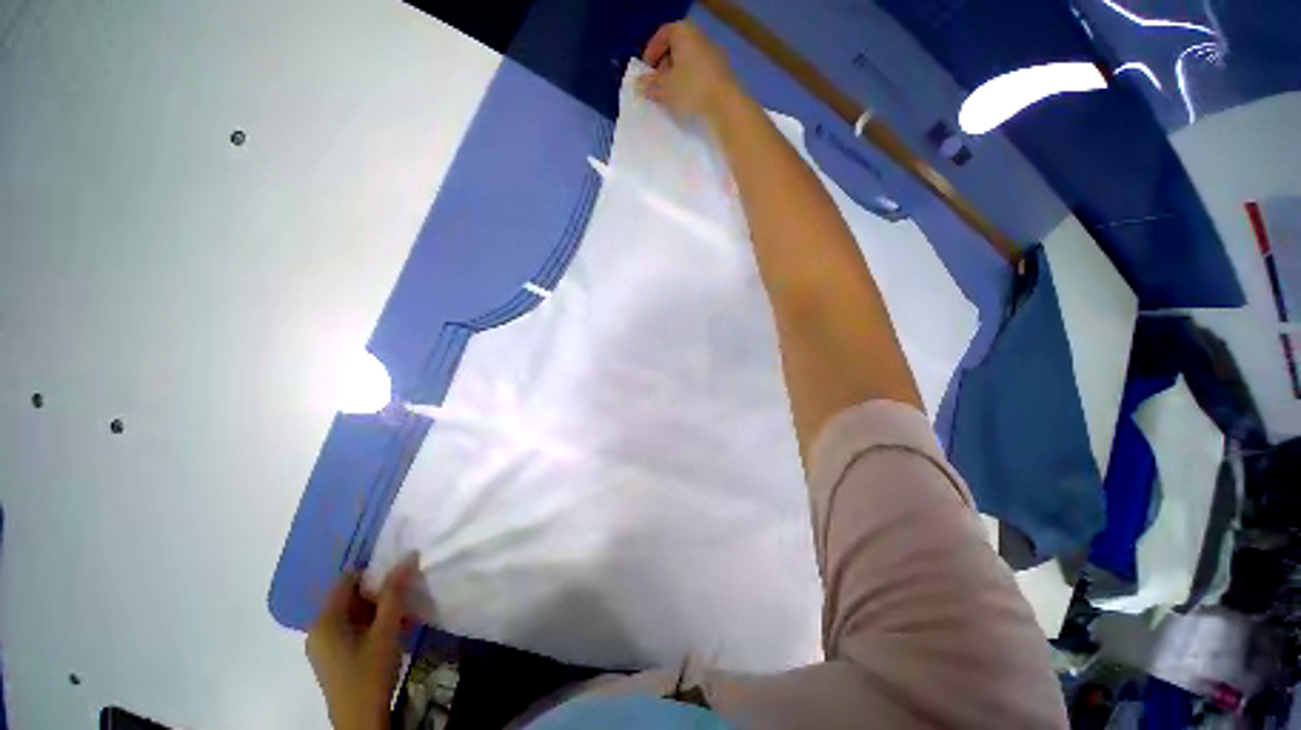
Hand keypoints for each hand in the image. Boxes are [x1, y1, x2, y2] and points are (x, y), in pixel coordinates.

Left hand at [307, 555, 418, 729]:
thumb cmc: (370, 672)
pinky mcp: (333, 659)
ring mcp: (324, 646)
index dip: (374, 572)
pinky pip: (353, 630)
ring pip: (355, 615)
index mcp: (324, 620)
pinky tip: (396, 631)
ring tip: (406, 614)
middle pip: (350, 597)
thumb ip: (395, 592)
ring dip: (380, 610)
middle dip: (380, 593)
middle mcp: (318, 630)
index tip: (400, 574)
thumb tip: (408, 556)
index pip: (347, 580)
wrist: (361, 722)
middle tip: (407, 595)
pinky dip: (374, 625)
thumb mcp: (386, 629)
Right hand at [639, 21, 739, 124]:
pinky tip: (685, 101)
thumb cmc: (690, 89)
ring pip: (687, 63)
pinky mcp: (719, 73)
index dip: (651, 52)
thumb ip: (649, 84)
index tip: (645, 71)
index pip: (662, 35)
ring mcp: (712, 55)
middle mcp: (699, 38)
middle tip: (656, 86)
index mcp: (684, 32)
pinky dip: (689, 84)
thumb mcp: (664, 87)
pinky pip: (698, 74)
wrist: (725, 105)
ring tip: (669, 97)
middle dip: (663, 67)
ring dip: (676, 78)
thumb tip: (639, 83)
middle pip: (675, 48)